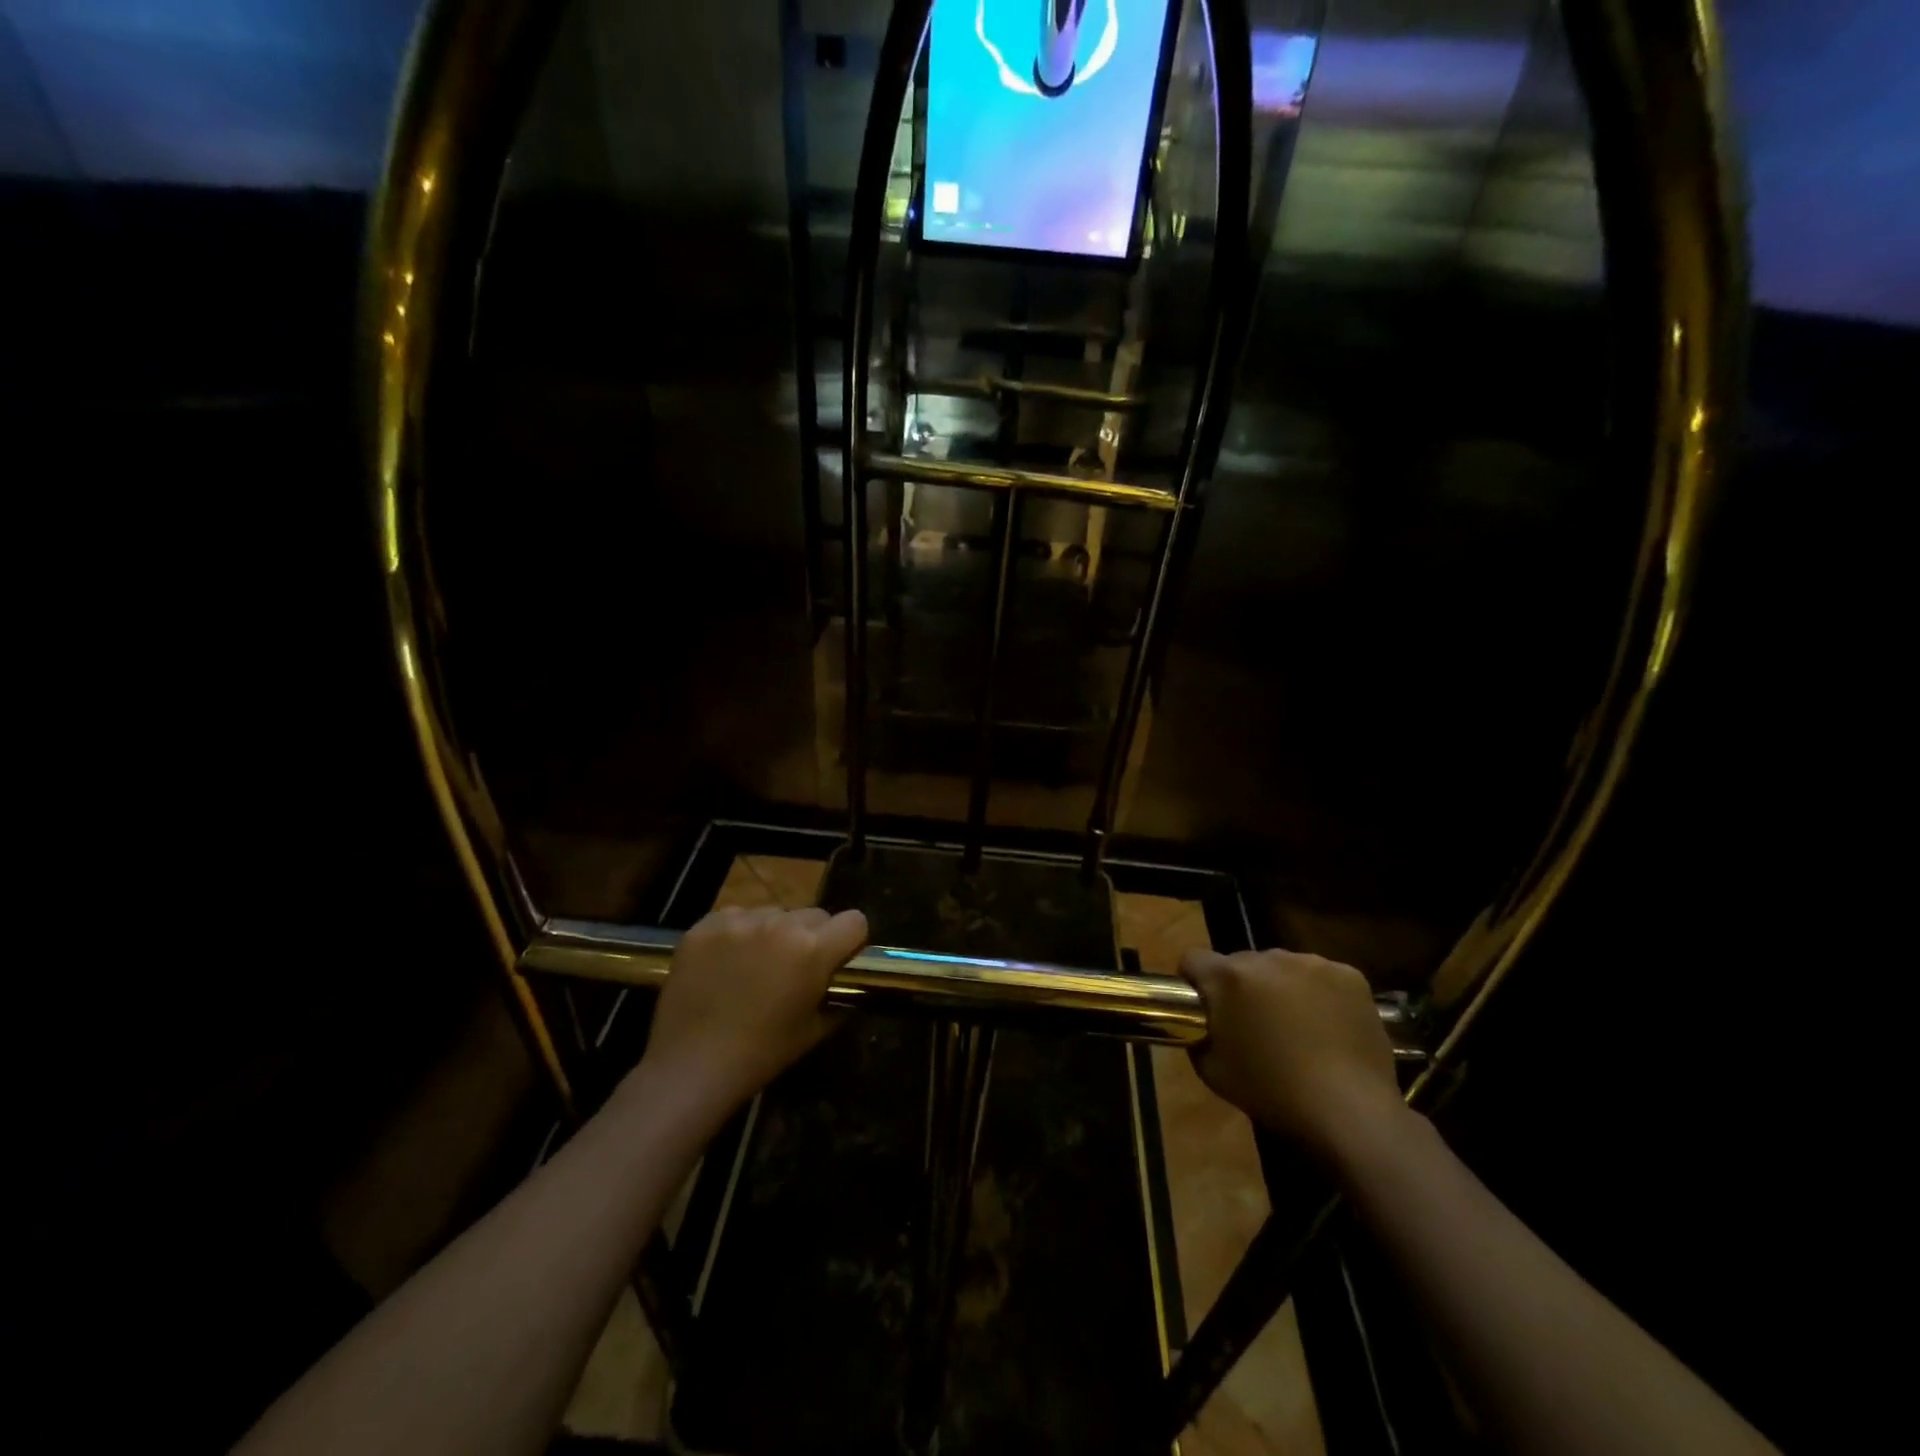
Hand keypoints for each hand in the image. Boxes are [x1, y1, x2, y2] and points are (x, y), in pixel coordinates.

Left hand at [639, 906, 868, 1122]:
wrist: (691, 1065)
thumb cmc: (761, 1054)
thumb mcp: (814, 1030)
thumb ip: (838, 997)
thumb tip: (843, 982)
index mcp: (812, 949)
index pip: (854, 921)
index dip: (850, 941)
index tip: (838, 959)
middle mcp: (780, 924)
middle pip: (814, 914)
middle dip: (811, 936)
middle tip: (794, 967)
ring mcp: (739, 921)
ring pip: (773, 913)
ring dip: (773, 933)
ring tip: (754, 966)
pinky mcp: (706, 925)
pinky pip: (736, 916)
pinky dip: (737, 934)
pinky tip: (725, 963)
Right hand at [1181, 947, 1405, 1164]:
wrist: (1350, 1111)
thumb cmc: (1272, 1091)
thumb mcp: (1212, 1071)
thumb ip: (1199, 1036)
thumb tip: (1204, 1026)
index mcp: (1229, 977)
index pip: (1194, 959)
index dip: (1194, 980)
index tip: (1203, 1006)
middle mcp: (1268, 957)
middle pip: (1242, 962)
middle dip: (1242, 986)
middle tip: (1254, 1024)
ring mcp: (1312, 963)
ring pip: (1283, 967)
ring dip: (1281, 987)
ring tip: (1298, 1027)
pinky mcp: (1349, 976)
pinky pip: (1322, 977)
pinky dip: (1319, 994)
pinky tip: (1329, 1027)